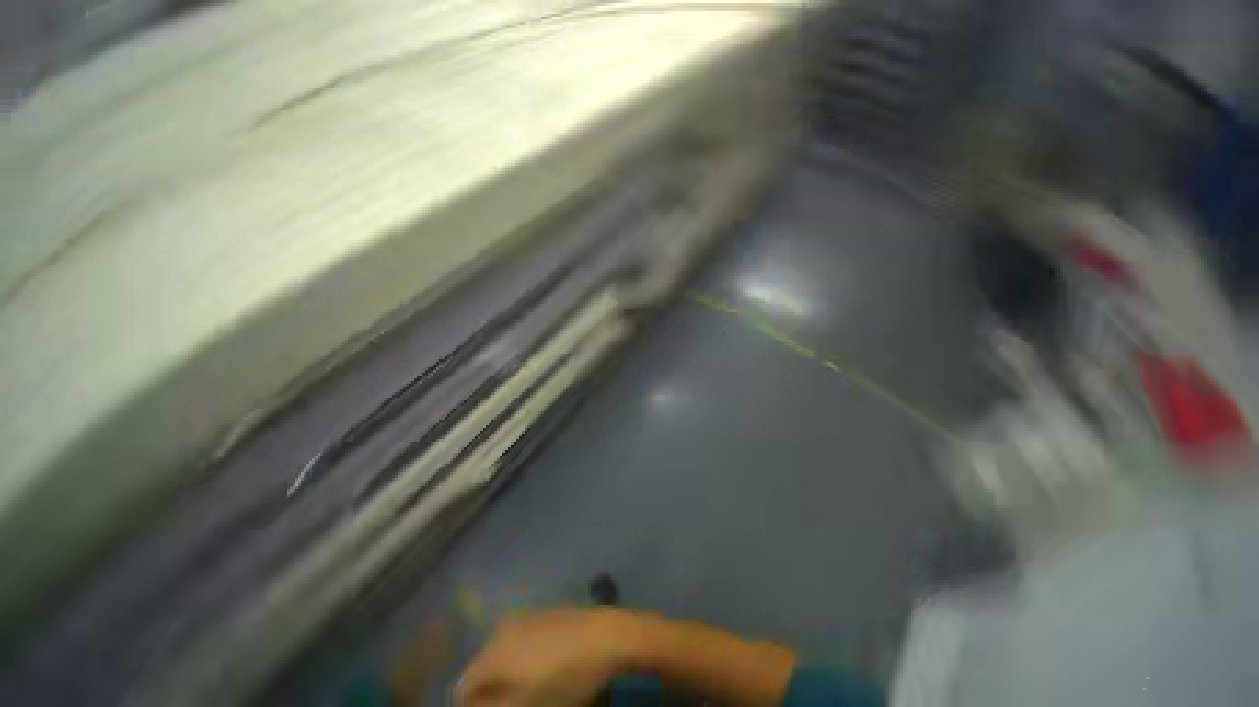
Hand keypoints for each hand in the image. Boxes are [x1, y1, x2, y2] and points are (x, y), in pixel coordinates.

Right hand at [456, 608, 637, 706]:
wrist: (607, 637)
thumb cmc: (565, 678)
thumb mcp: (524, 706)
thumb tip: (470, 704)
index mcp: (494, 651)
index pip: (463, 688)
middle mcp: (504, 628)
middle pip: (482, 670)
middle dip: (492, 693)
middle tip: (516, 704)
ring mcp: (527, 617)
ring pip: (504, 656)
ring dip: (509, 677)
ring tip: (533, 691)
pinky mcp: (546, 613)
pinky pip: (523, 642)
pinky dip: (525, 660)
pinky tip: (548, 669)